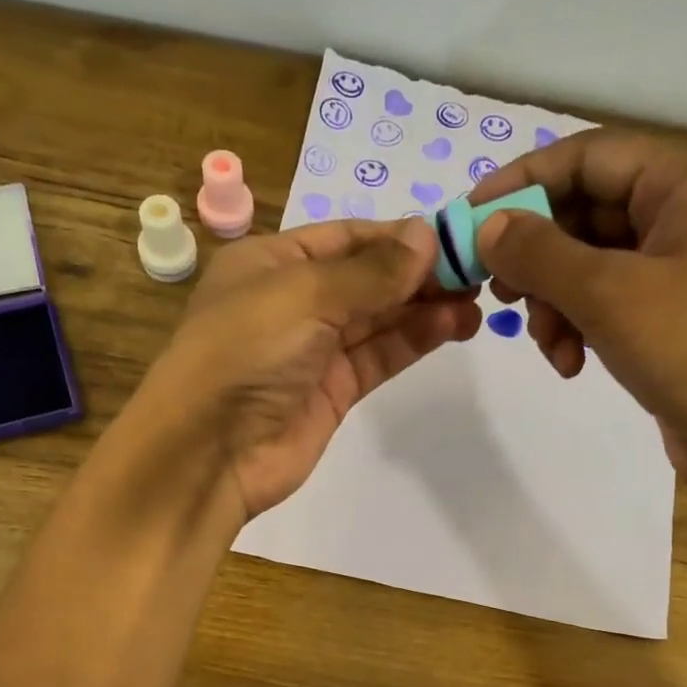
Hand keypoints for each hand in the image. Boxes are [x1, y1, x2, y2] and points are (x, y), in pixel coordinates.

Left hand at [138, 218, 481, 519]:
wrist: (209, 452)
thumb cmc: (246, 352)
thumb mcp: (305, 295)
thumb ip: (371, 271)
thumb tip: (427, 235)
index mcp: (272, 263)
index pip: (346, 237)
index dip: (398, 236)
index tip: (454, 236)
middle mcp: (293, 301)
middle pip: (366, 277)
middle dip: (418, 272)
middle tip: (477, 270)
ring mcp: (314, 349)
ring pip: (378, 318)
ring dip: (424, 307)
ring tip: (476, 300)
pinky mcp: (333, 391)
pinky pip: (378, 356)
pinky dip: (413, 340)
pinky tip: (452, 326)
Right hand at [470, 130, 686, 500]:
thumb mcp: (609, 293)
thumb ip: (539, 253)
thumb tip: (486, 227)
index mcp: (684, 181)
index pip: (585, 157)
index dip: (521, 182)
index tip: (467, 220)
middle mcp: (683, 211)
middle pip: (582, 212)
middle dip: (537, 258)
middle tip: (497, 292)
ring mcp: (677, 265)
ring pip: (586, 263)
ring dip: (553, 303)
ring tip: (547, 343)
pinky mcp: (668, 314)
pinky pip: (604, 302)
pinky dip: (577, 327)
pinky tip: (570, 364)